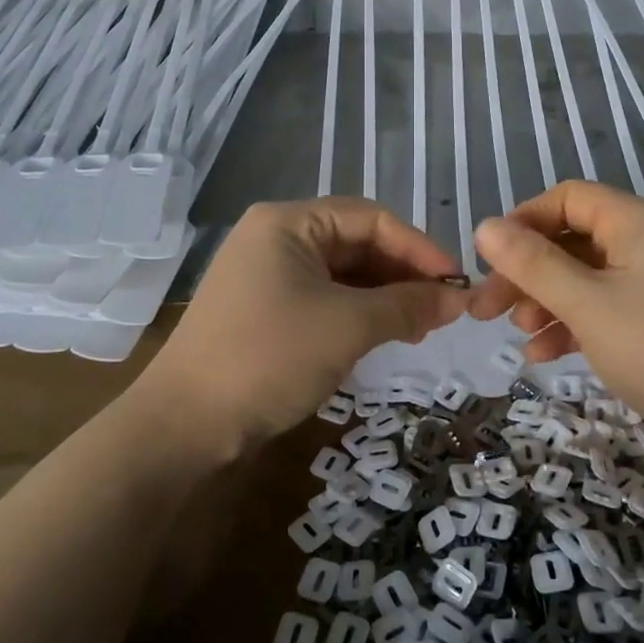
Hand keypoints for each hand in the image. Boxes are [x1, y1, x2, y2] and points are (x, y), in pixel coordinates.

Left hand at [137, 198, 468, 451]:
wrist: (185, 425)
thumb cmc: (269, 357)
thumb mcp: (347, 326)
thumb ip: (407, 306)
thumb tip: (459, 299)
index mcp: (288, 222)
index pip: (371, 218)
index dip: (419, 247)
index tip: (456, 283)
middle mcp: (275, 237)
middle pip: (356, 242)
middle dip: (402, 273)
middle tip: (441, 310)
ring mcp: (266, 274)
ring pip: (341, 273)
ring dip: (383, 295)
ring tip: (420, 327)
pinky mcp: (263, 309)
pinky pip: (322, 297)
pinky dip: (356, 313)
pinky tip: (383, 335)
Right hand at [468, 181, 643, 435]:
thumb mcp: (587, 303)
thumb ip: (533, 264)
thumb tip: (484, 226)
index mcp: (637, 223)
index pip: (568, 198)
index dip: (523, 222)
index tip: (489, 259)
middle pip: (571, 241)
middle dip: (526, 272)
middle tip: (486, 308)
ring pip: (584, 280)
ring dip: (545, 301)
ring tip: (516, 333)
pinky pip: (604, 313)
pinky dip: (572, 327)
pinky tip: (543, 356)